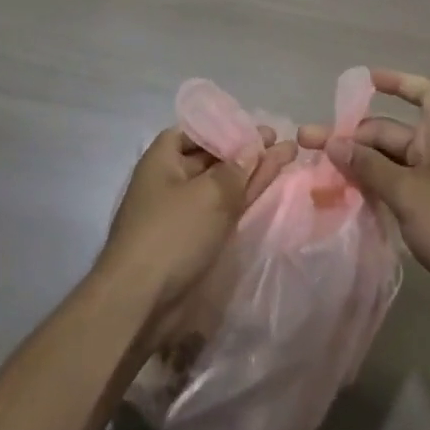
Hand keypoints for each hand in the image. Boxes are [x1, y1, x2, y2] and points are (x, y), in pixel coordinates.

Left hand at [96, 125, 295, 332]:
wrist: (142, 303)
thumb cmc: (171, 233)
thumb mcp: (209, 194)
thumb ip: (236, 169)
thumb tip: (254, 147)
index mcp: (162, 160)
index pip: (194, 131)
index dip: (223, 126)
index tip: (253, 126)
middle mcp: (172, 181)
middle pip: (212, 157)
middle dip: (245, 149)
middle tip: (280, 141)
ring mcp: (185, 212)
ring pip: (223, 184)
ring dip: (252, 172)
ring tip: (288, 156)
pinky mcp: (196, 240)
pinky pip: (225, 209)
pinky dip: (246, 198)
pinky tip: (270, 187)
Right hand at [300, 69, 429, 321]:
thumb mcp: (407, 193)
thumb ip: (369, 167)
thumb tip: (334, 143)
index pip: (421, 92)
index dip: (394, 83)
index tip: (364, 82)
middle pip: (392, 133)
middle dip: (354, 137)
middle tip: (311, 145)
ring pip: (393, 163)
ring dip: (361, 165)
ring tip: (322, 172)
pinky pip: (401, 187)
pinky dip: (377, 188)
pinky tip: (349, 199)